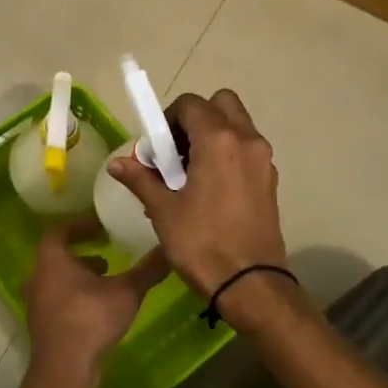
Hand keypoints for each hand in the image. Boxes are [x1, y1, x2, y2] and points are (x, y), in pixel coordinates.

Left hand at [22, 216, 168, 387]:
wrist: (65, 368)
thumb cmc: (91, 319)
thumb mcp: (126, 291)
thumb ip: (147, 269)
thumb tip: (169, 248)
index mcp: (51, 259)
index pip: (60, 230)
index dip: (81, 225)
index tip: (102, 226)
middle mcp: (38, 276)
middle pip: (57, 255)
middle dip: (82, 253)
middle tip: (106, 253)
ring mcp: (36, 302)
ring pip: (57, 279)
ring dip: (79, 276)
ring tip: (106, 279)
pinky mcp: (42, 324)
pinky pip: (57, 299)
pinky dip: (75, 295)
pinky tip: (98, 306)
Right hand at [105, 89, 287, 302]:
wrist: (250, 283)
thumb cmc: (202, 243)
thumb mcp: (164, 210)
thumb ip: (141, 179)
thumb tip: (117, 163)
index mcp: (218, 140)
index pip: (191, 104)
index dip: (168, 118)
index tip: (157, 146)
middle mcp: (247, 140)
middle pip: (221, 104)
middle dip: (197, 118)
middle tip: (177, 150)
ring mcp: (263, 160)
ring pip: (238, 126)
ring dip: (213, 136)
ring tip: (191, 173)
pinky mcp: (270, 180)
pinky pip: (247, 150)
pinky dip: (228, 154)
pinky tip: (211, 189)